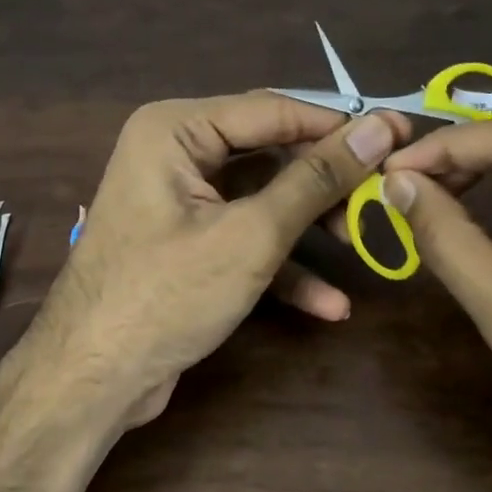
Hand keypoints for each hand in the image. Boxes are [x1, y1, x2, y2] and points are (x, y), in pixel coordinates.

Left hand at [0, 92, 407, 491]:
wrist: (92, 381)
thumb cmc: (166, 296)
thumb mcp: (251, 235)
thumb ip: (316, 179)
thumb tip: (379, 128)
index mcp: (176, 129)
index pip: (272, 109)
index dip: (338, 124)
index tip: (399, 136)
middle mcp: (174, 153)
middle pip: (269, 153)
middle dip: (325, 182)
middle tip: (383, 196)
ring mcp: (179, 201)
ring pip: (261, 199)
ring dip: (309, 228)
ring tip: (363, 247)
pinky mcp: (187, 244)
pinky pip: (243, 237)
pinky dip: (282, 265)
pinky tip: (328, 304)